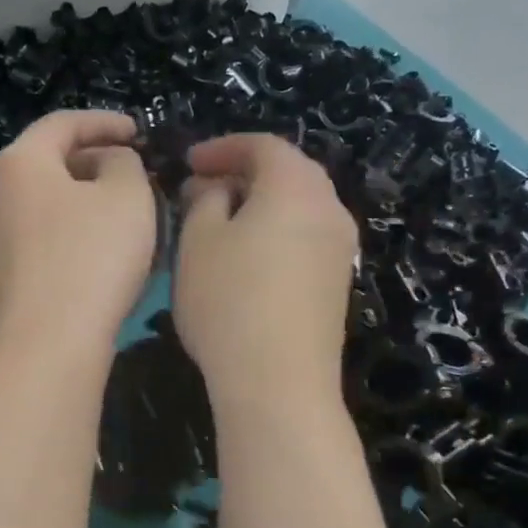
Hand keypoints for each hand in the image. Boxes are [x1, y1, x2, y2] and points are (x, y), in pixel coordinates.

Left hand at [0, 111, 156, 356]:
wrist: (50, 343)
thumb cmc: (92, 256)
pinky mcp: (11, 278)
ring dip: (92, 204)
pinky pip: (49, 241)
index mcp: (22, 162)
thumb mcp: (127, 194)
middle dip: (99, 164)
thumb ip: (124, 163)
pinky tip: (110, 255)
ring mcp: (0, 241)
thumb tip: (110, 163)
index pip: (63, 123)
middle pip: (53, 164)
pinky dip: (80, 235)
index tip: (140, 133)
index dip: (106, 122)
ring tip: (131, 216)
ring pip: (53, 206)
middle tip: (139, 175)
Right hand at [172, 133, 357, 408]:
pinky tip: (248, 258)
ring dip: (260, 204)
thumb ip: (204, 200)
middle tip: (203, 189)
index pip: (262, 146)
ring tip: (221, 223)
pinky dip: (277, 231)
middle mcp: (329, 208)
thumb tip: (215, 188)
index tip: (188, 163)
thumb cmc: (229, 301)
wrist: (278, 381)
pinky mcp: (337, 282)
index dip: (222, 147)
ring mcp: (340, 248)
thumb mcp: (198, 242)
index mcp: (296, 186)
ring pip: (299, 206)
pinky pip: (306, 237)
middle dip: (243, 173)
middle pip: (288, 172)